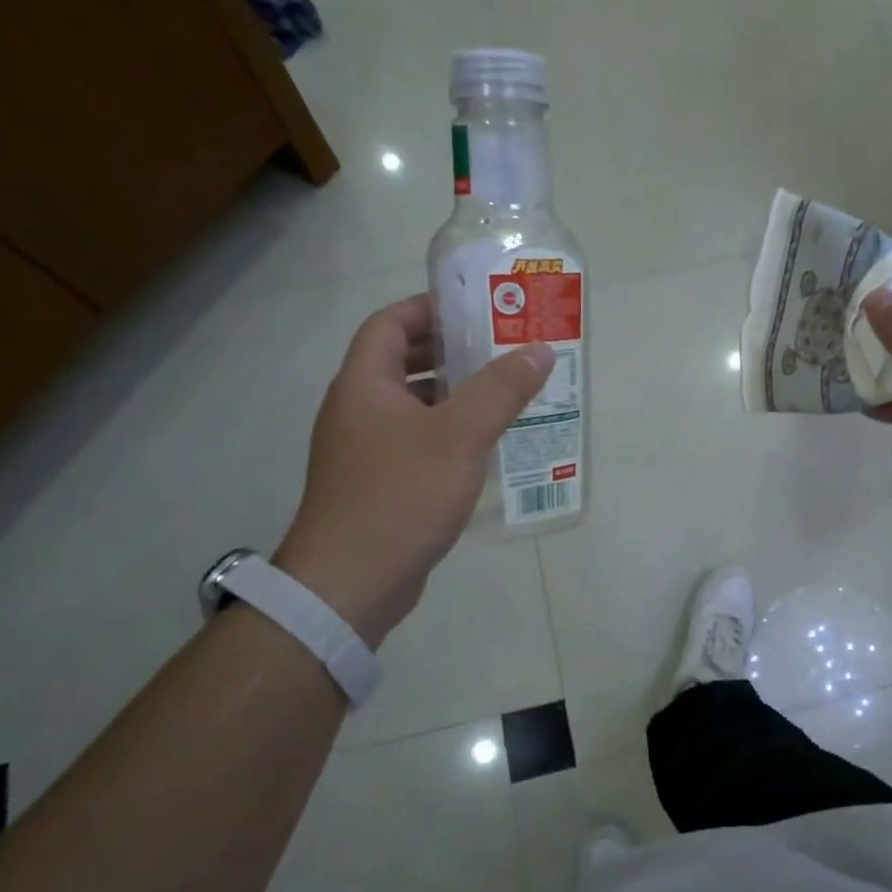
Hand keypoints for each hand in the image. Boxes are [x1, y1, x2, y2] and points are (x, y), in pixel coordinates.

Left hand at [274, 294, 553, 643]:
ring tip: (506, 394)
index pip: (390, 323)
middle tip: (502, 350)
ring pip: (414, 406)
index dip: (429, 308)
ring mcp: (365, 450)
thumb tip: (540, 350)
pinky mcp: (379, 484)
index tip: (476, 309)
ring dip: (455, 396)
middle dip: (452, 352)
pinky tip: (486, 447)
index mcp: (364, 385)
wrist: (351, 583)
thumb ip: (501, 390)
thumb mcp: (460, 435)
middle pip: (404, 363)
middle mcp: (358, 410)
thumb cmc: (401, 495)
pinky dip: (449, 434)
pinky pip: (417, 442)